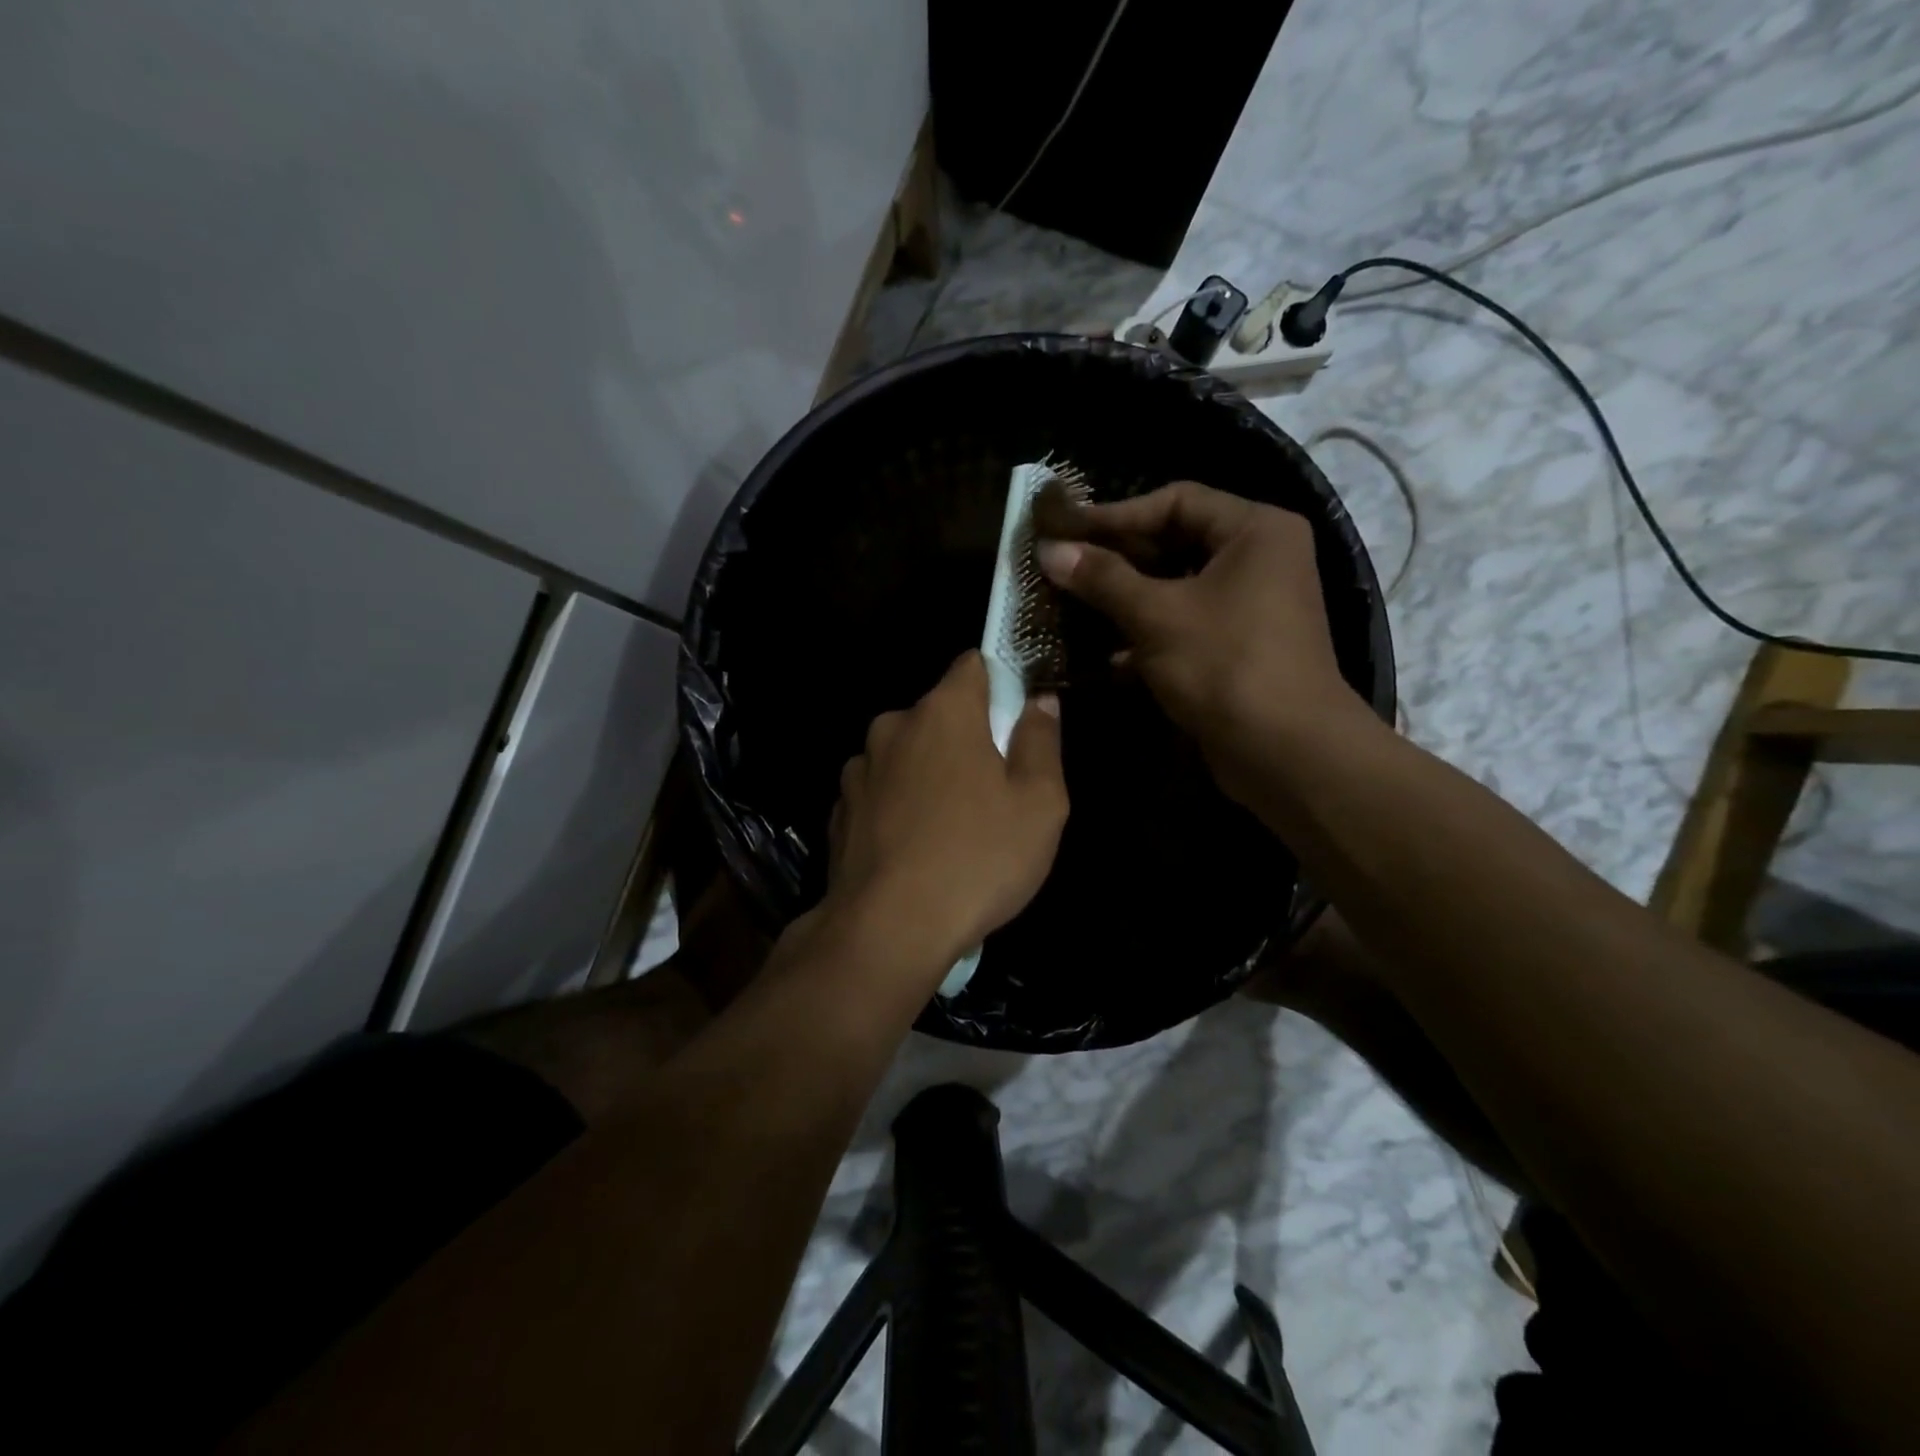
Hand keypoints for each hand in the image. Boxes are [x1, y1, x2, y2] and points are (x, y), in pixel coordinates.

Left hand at [821, 651, 1068, 973]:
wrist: (887, 931)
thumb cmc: (977, 860)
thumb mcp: (1039, 804)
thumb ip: (1041, 741)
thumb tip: (1039, 701)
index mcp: (943, 712)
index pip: (973, 665)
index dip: (1001, 685)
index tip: (1016, 723)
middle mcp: (893, 726)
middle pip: (940, 713)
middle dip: (968, 738)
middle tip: (995, 792)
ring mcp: (860, 769)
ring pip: (908, 754)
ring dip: (930, 774)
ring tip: (951, 830)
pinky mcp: (841, 810)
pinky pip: (882, 792)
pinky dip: (900, 807)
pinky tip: (916, 851)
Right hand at [1036, 479, 1369, 800]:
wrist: (1285, 752)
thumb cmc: (1225, 665)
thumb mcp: (1157, 616)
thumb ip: (1102, 578)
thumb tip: (1048, 550)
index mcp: (1255, 530)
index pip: (1175, 501)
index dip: (1115, 515)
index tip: (1066, 531)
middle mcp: (1260, 558)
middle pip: (1176, 543)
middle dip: (1118, 559)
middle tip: (1064, 566)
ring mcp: (1251, 605)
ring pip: (1176, 588)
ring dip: (1126, 599)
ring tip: (1073, 605)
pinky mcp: (1238, 647)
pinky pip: (1185, 624)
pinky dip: (1147, 634)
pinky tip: (1105, 654)